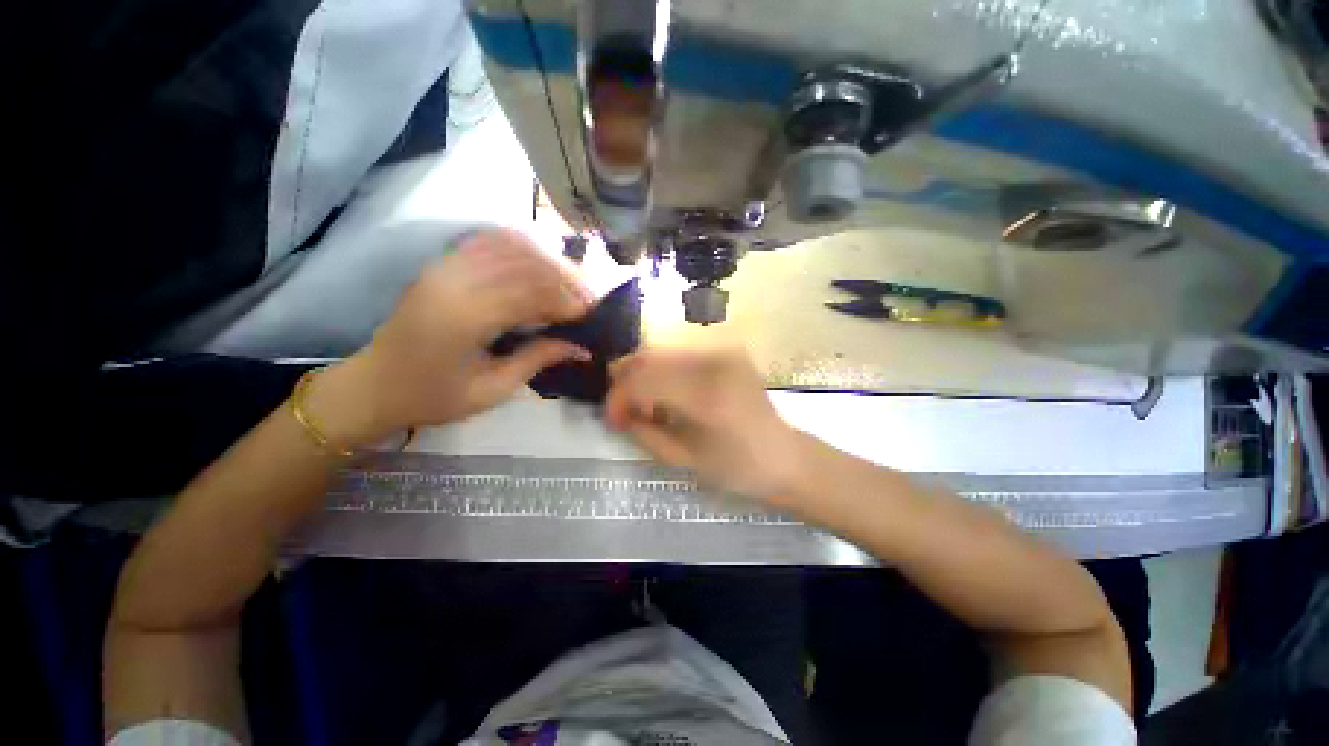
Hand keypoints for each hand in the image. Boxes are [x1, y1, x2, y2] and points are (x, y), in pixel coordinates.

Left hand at [313, 230, 593, 443]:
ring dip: (545, 260)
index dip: (565, 299)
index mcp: (464, 319)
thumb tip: (581, 348)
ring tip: (567, 281)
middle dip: (562, 276)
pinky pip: (487, 242)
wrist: (375, 385)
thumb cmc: (433, 397)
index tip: (590, 312)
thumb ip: (538, 360)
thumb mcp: (492, 390)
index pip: (530, 293)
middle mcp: (453, 283)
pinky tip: (537, 264)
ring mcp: (443, 268)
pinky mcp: (441, 265)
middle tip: (586, 296)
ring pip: (508, 245)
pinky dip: (519, 248)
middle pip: (523, 263)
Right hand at [606, 348, 804, 503]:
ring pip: (663, 352)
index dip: (618, 398)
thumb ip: (644, 433)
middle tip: (622, 409)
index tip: (613, 420)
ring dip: (643, 375)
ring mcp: (723, 353)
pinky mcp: (728, 354)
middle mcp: (713, 363)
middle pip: (649, 356)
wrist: (785, 459)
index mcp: (705, 395)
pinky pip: (682, 356)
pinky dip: (664, 372)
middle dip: (625, 380)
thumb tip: (620, 413)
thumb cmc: (737, 470)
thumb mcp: (684, 460)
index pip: (642, 380)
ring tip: (643, 404)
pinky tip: (666, 395)